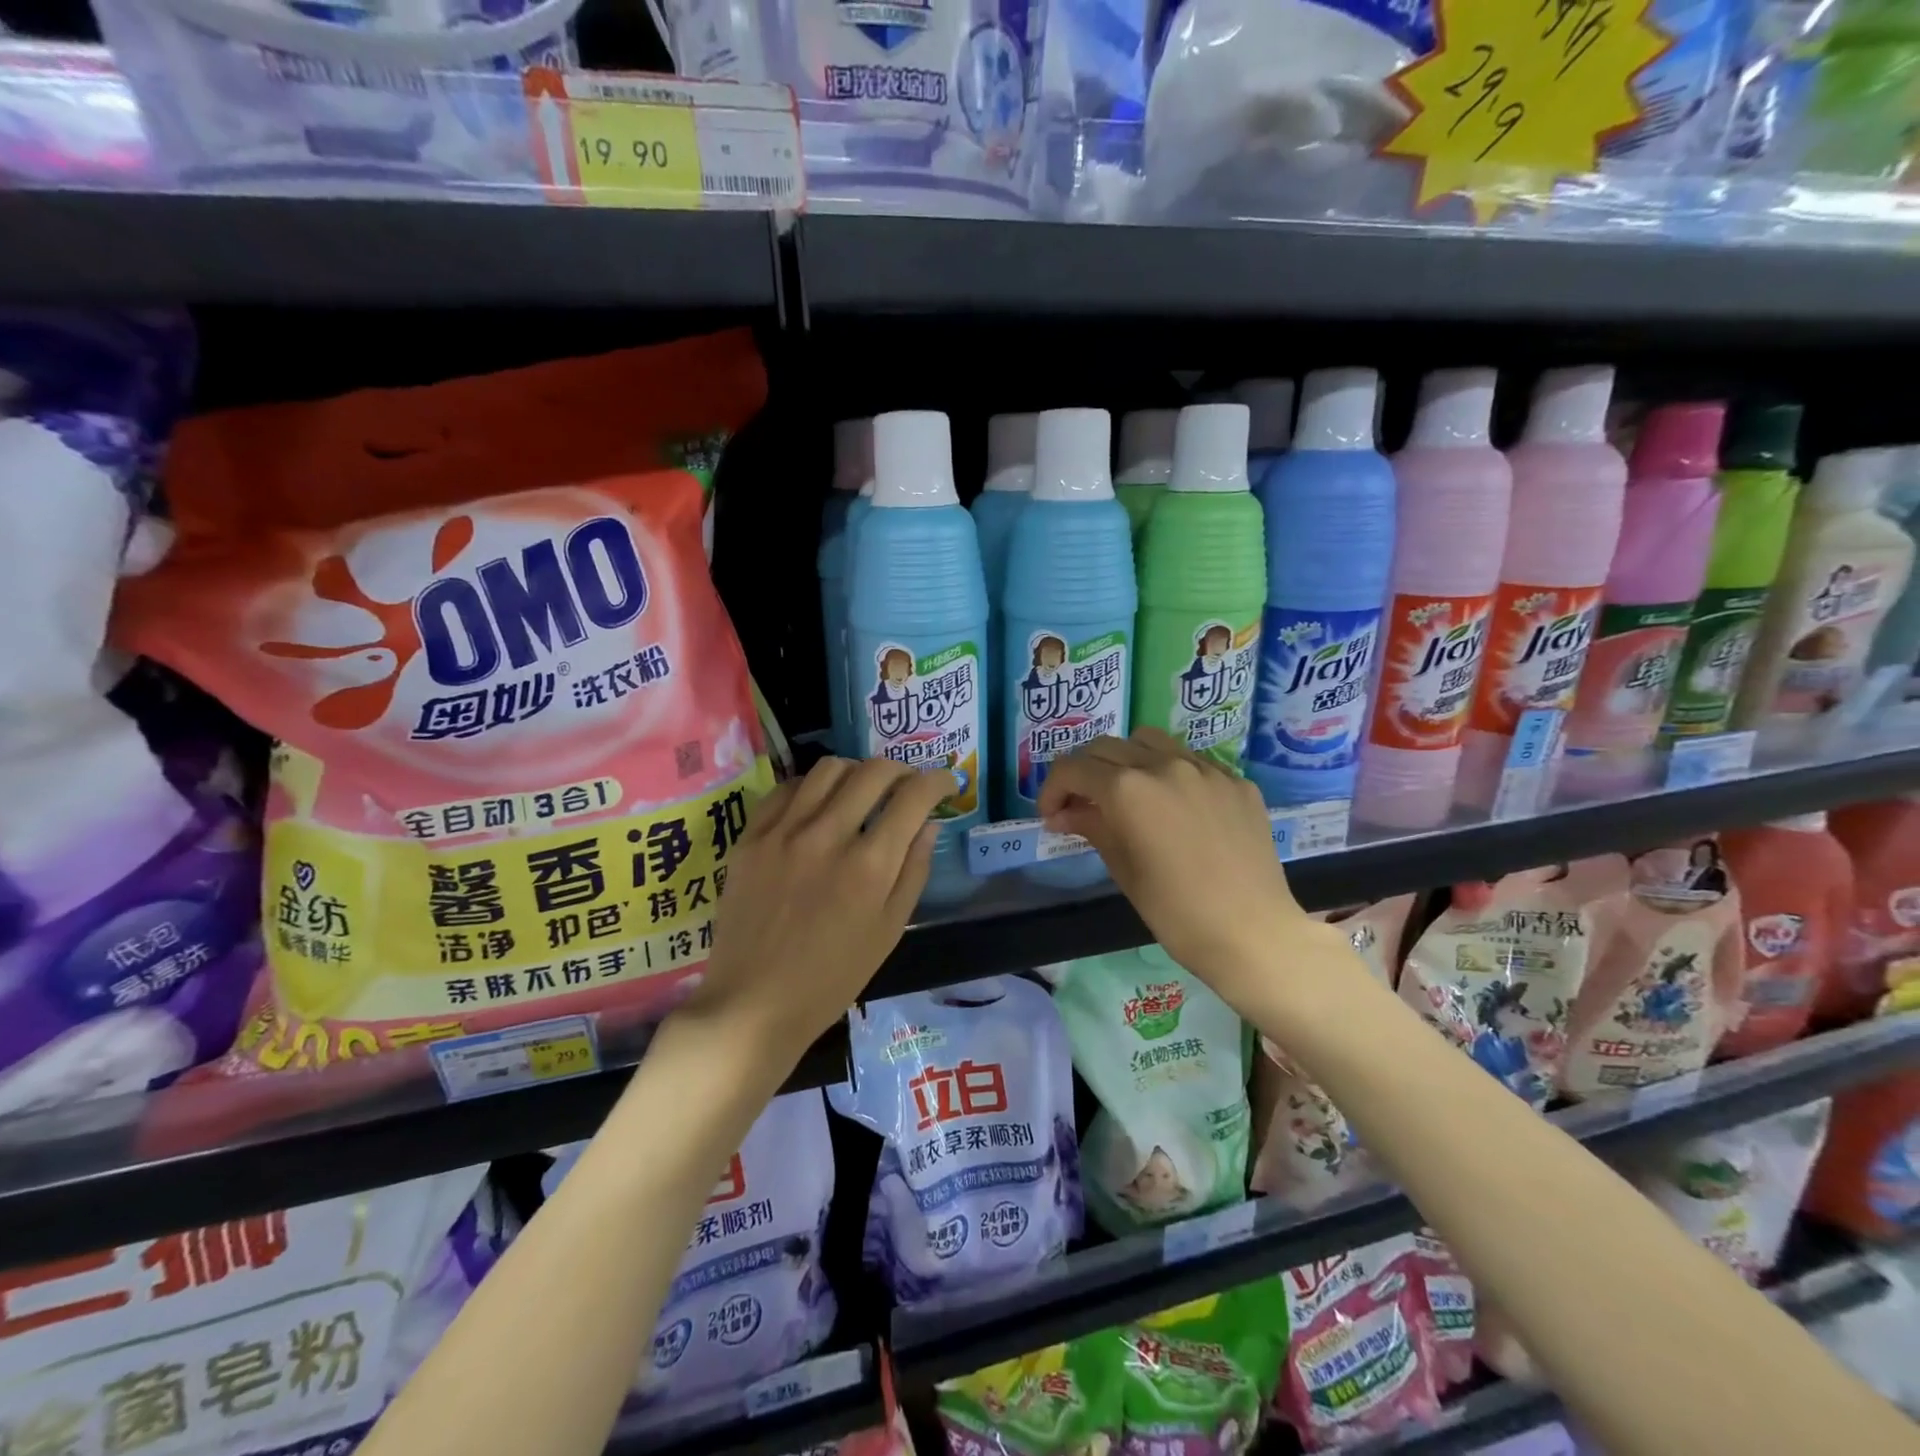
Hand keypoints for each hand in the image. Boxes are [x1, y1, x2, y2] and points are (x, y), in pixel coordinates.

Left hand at [675, 756, 956, 1075]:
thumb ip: (914, 870)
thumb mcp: (889, 930)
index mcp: (869, 866)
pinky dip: (812, 787)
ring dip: (857, 772)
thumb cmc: (832, 977)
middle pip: (873, 771)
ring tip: (862, 790)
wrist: (754, 1002)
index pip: (913, 797)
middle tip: (907, 785)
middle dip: (902, 770)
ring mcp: (784, 832)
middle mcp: (827, 836)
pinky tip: (818, 805)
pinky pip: (787, 788)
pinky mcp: (751, 837)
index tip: (946, 784)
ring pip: (829, 768)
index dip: (938, 782)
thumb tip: (929, 823)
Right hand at [1037, 729, 1328, 1014]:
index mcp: (1128, 789)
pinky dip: (1170, 773)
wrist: (1253, 933)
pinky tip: (1176, 808)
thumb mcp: (1123, 869)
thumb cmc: (1176, 912)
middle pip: (1106, 747)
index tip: (1051, 815)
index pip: (1073, 768)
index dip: (1052, 789)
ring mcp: (1205, 768)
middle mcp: (1164, 764)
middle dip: (1085, 772)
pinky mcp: (1236, 781)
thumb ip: (1091, 827)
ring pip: (1150, 742)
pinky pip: (1192, 761)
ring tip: (1129, 794)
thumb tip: (1063, 813)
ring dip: (1127, 760)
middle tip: (1082, 805)